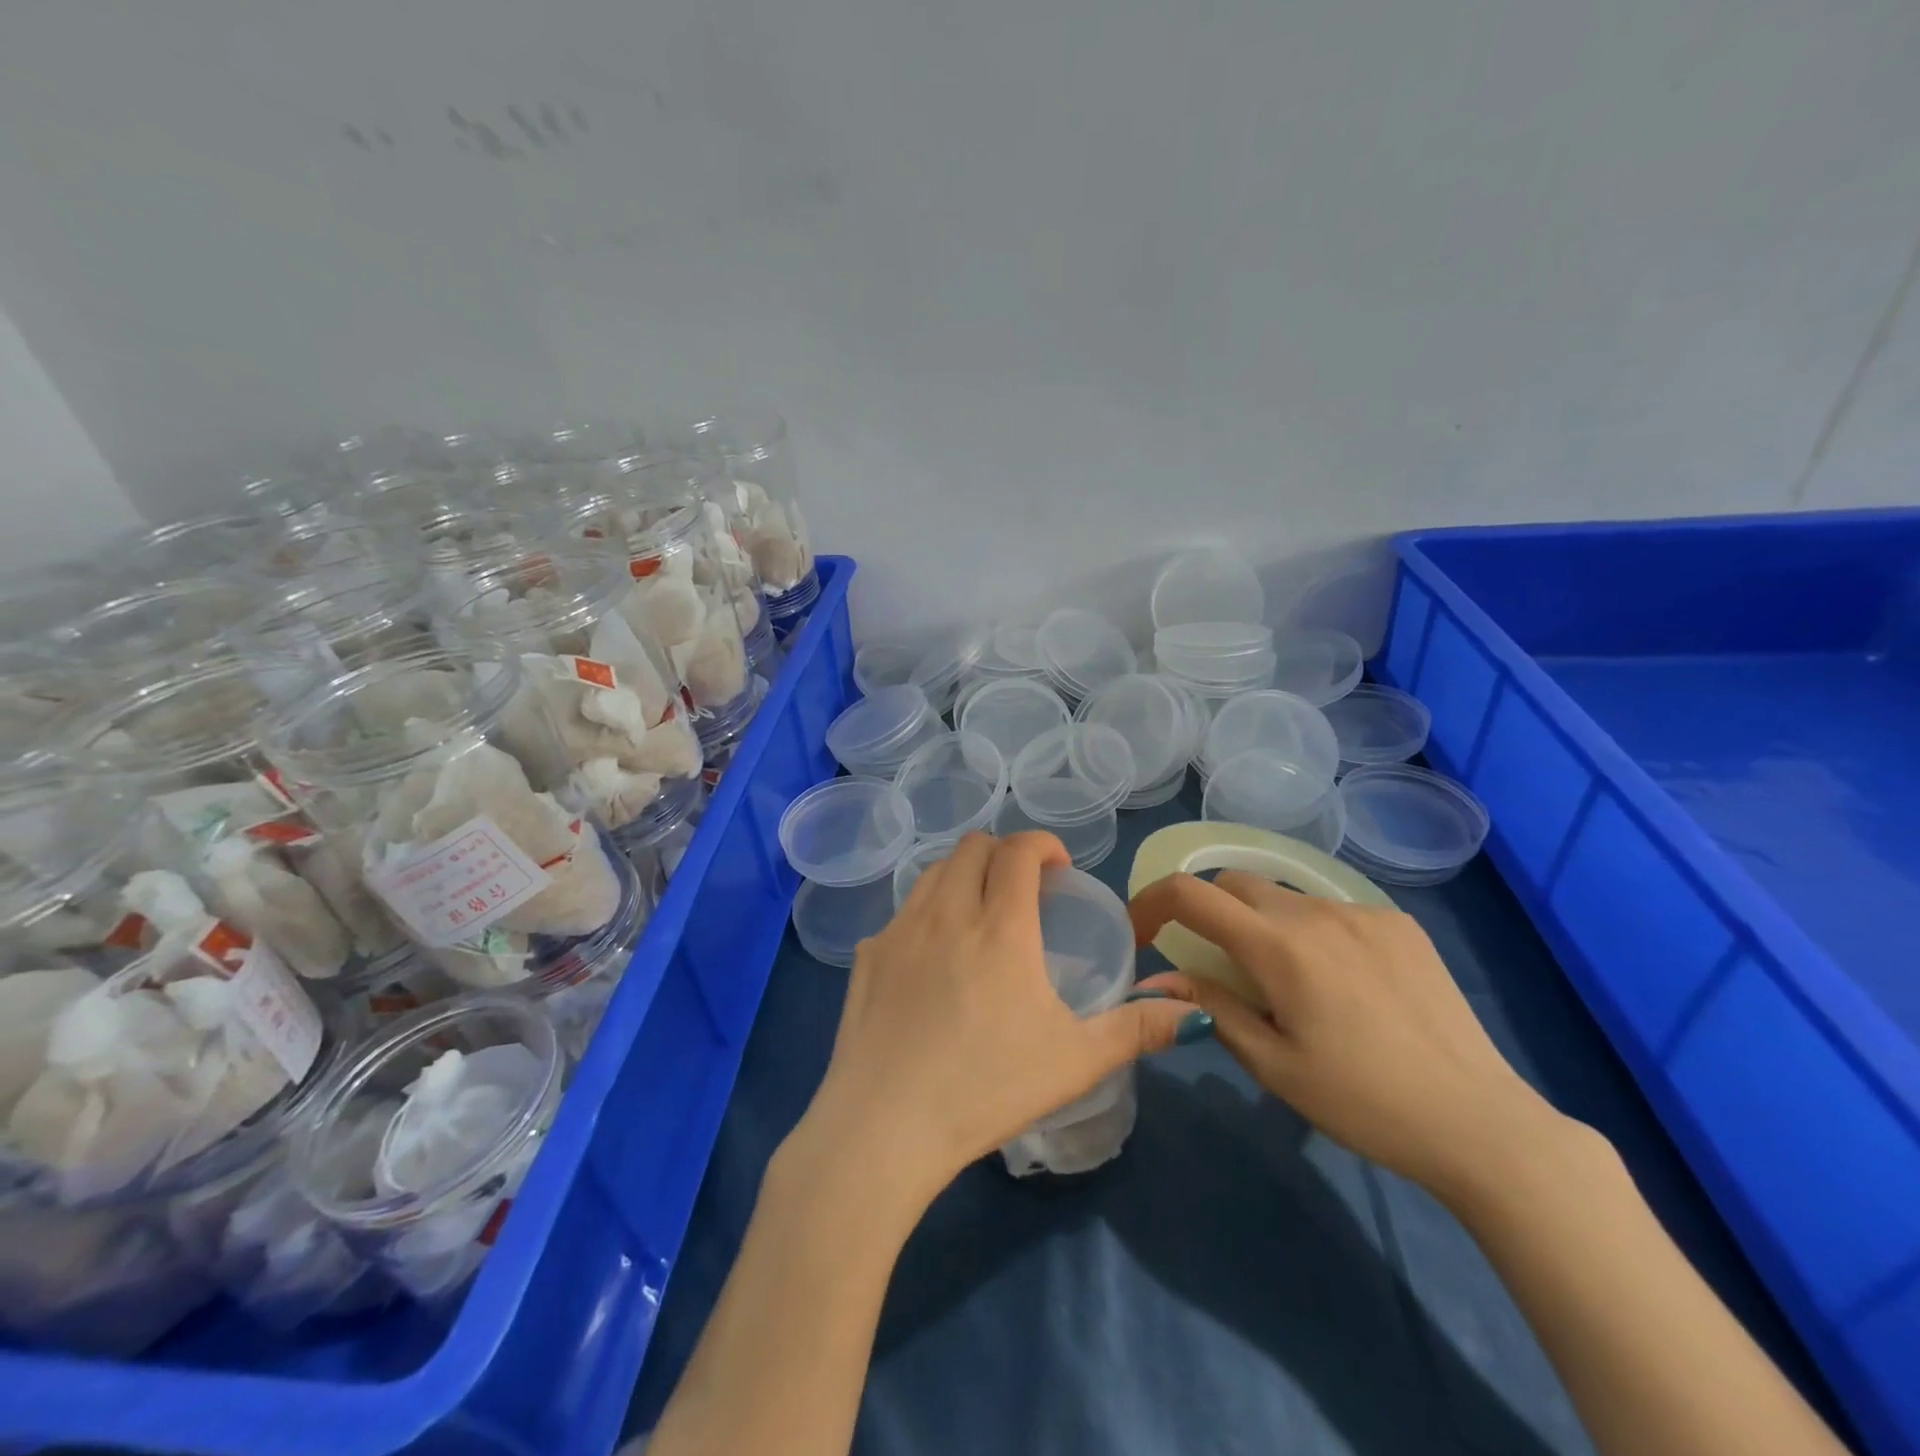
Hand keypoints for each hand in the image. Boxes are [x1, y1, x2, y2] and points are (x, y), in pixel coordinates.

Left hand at [794, 833, 1206, 1206]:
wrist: (885, 1126)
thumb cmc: (987, 1088)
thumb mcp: (1076, 1061)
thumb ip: (1137, 1030)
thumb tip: (1193, 1014)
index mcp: (999, 925)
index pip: (1018, 850)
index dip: (1042, 843)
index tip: (1058, 866)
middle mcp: (946, 912)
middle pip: (972, 847)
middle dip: (1002, 853)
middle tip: (1022, 889)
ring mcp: (899, 931)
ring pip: (931, 872)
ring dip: (961, 875)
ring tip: (978, 914)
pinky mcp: (867, 956)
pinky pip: (900, 915)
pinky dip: (925, 916)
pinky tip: (931, 962)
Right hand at [1128, 871, 1561, 1198]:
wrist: (1479, 1123)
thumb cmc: (1362, 1102)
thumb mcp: (1273, 1064)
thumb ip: (1209, 1008)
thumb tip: (1152, 979)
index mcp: (1278, 947)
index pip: (1189, 893)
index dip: (1150, 902)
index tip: (1142, 933)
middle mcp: (1316, 912)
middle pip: (1234, 882)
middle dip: (1208, 911)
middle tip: (1218, 966)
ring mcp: (1363, 912)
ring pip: (1284, 895)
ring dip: (1261, 922)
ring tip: (1287, 981)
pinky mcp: (1399, 923)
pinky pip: (1332, 909)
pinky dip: (1311, 931)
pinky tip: (1342, 983)